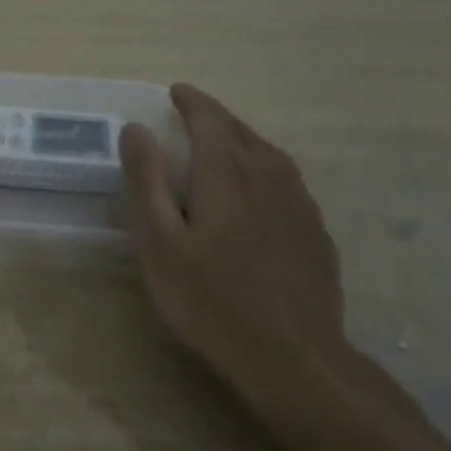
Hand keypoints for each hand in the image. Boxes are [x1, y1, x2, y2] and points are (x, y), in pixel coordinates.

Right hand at [119, 83, 349, 419]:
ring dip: (242, 140)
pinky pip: (287, 181)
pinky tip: (258, 192)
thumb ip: (147, 182)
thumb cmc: (211, 301)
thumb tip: (135, 128)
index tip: (175, 92)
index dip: (193, 102)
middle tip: (192, 116)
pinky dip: (264, 169)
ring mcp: (299, 205)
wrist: (293, 359)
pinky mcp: (315, 233)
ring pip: (269, 155)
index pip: (211, 120)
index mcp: (227, 174)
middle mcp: (269, 177)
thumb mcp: (160, 243)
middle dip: (216, 118)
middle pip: (242, 133)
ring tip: (222, 145)